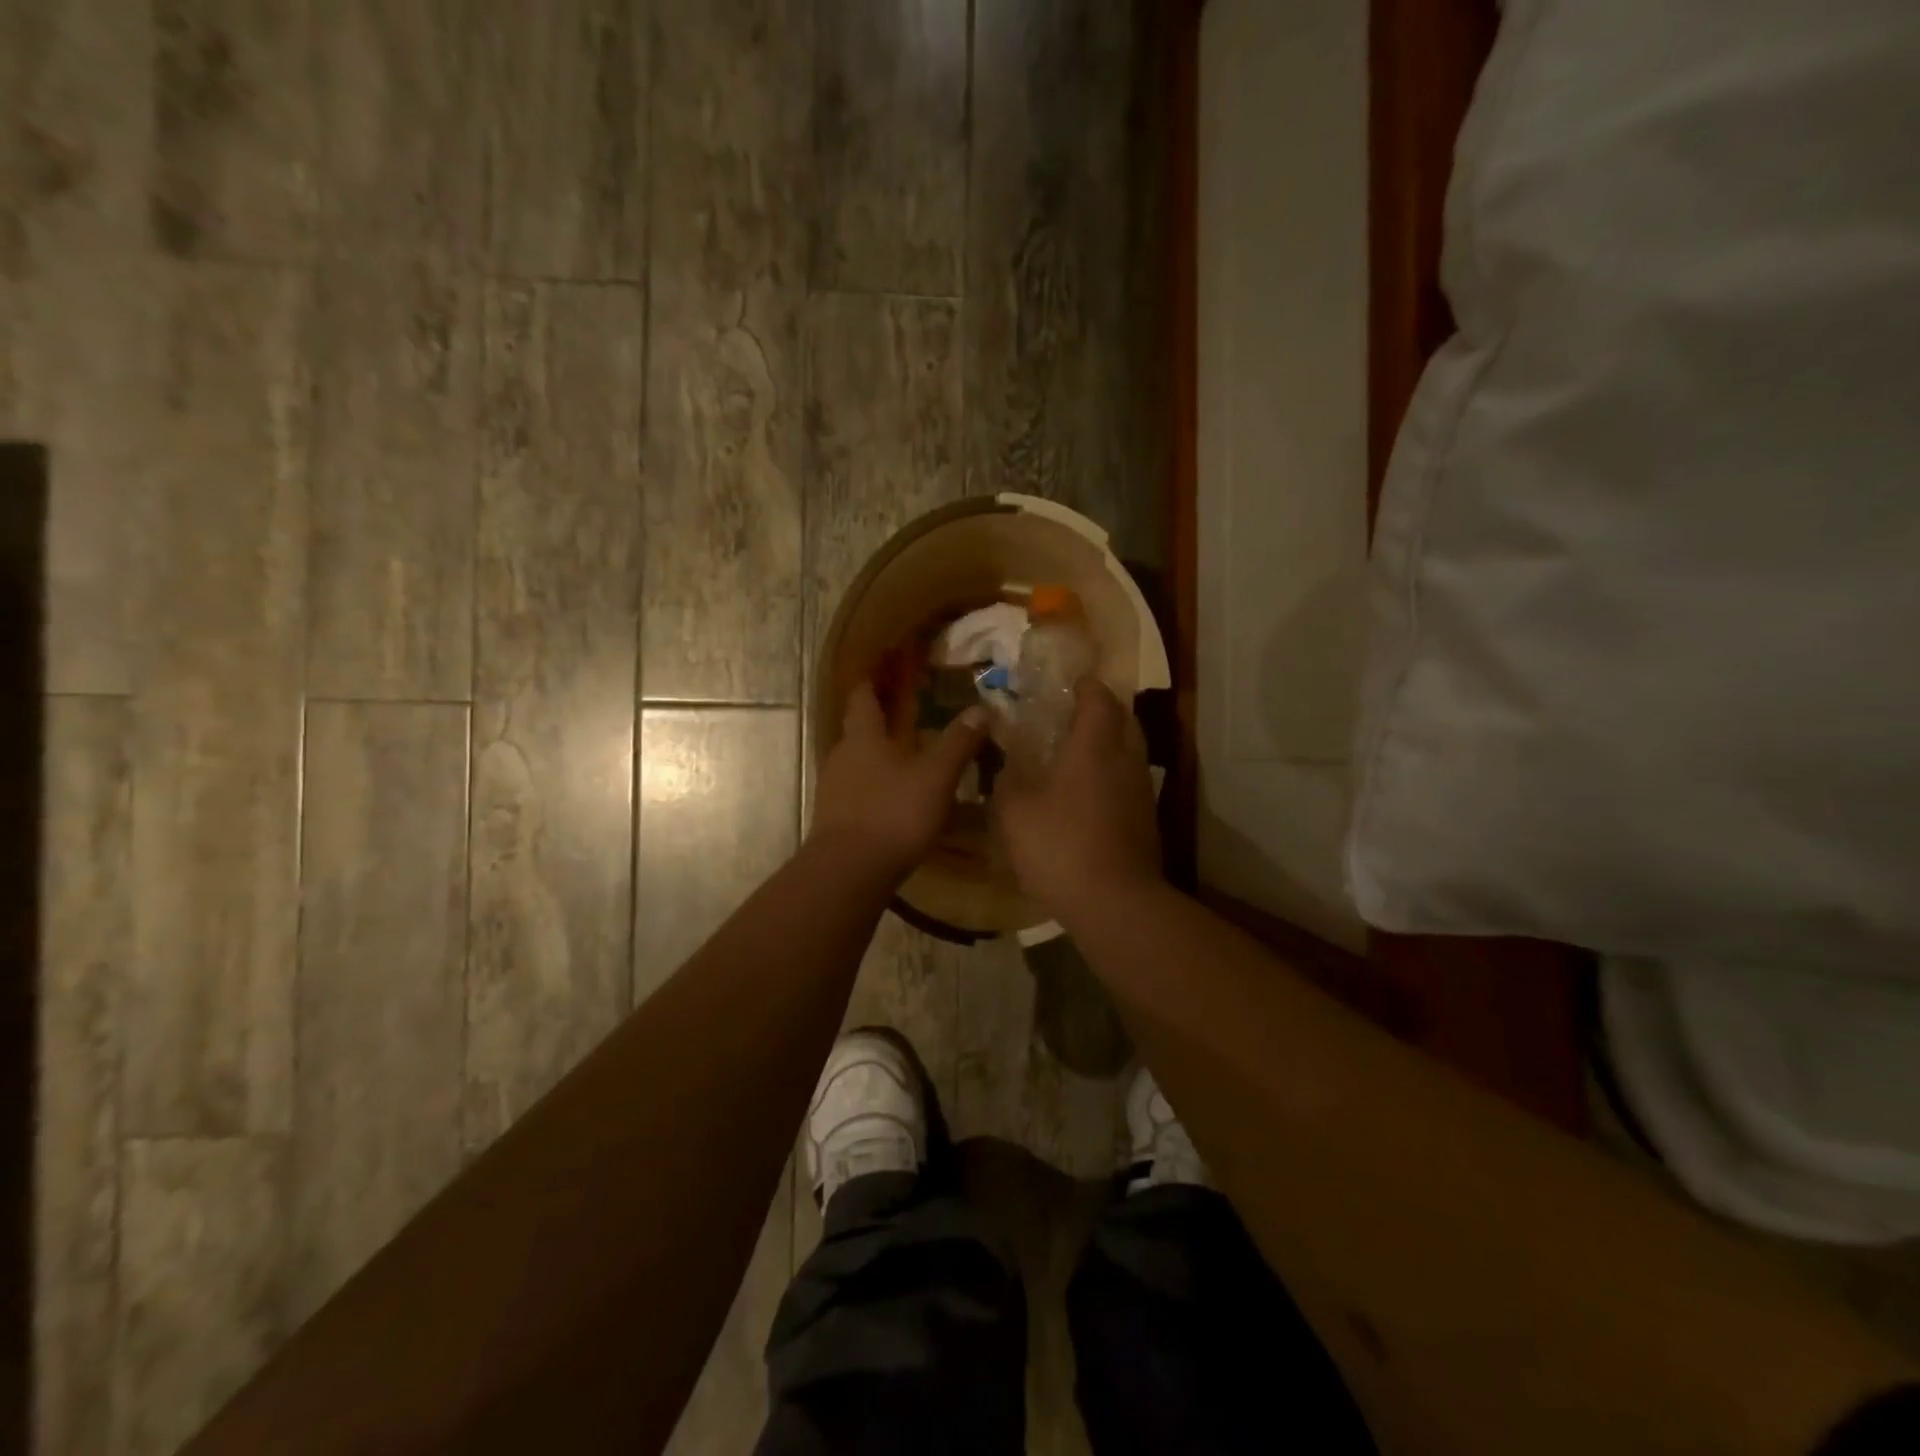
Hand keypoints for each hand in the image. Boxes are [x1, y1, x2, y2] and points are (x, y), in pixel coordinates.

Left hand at [810, 681, 988, 881]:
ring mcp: (834, 789)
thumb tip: (981, 709)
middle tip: (910, 715)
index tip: (885, 668)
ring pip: (859, 762)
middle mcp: (842, 756)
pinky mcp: (835, 819)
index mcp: (863, 736)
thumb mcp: (936, 777)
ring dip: (880, 757)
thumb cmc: (893, 813)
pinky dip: (876, 787)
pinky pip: (857, 791)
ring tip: (908, 759)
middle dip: (882, 721)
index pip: (863, 696)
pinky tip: (896, 800)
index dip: (873, 680)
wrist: (848, 872)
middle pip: (859, 729)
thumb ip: (958, 743)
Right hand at [994, 678, 1162, 919]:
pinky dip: (1112, 776)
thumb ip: (1007, 779)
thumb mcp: (1015, 810)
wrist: (1114, 901)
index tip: (1069, 685)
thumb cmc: (1059, 845)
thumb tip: (1006, 763)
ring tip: (1078, 755)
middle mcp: (1126, 759)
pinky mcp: (1147, 820)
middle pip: (1124, 719)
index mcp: (1095, 745)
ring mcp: (1142, 791)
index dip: (1085, 686)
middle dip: (1103, 711)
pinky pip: (1130, 782)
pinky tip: (1088, 795)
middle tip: (1073, 716)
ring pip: (1130, 752)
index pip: (1099, 698)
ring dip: (1109, 745)